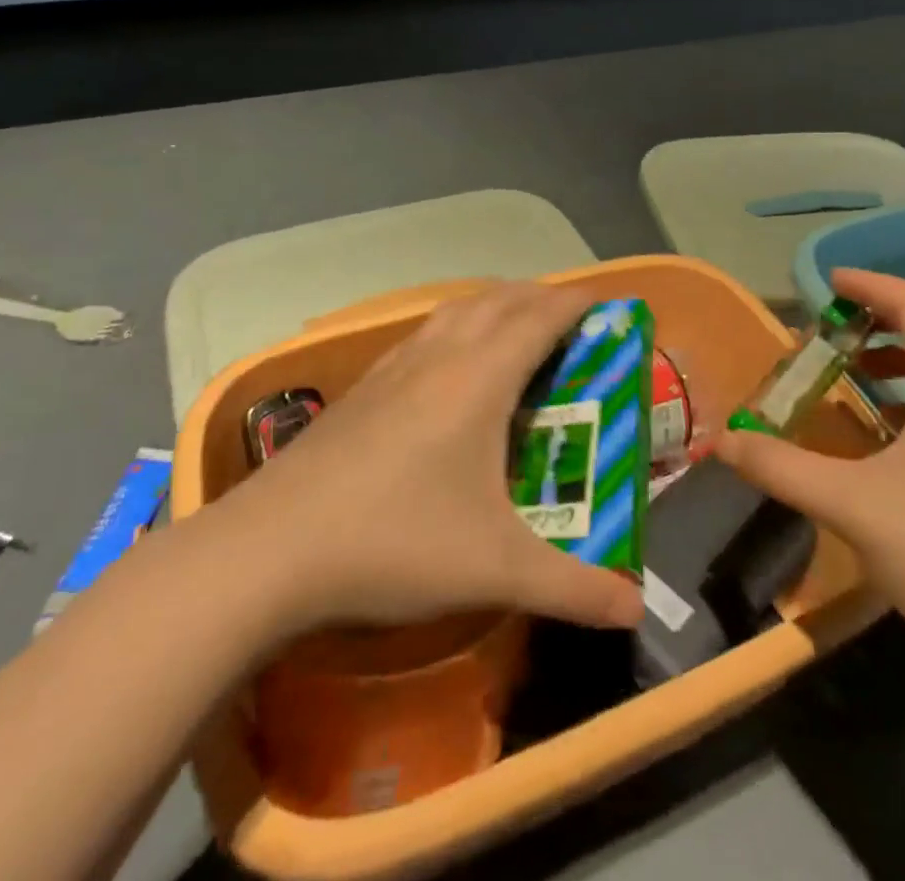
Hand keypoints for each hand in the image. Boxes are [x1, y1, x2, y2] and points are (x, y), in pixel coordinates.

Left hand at [211, 281, 645, 635]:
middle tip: (571, 320)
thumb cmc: (395, 542)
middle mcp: (440, 355)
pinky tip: (447, 364)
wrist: (268, 550)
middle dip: (541, 297)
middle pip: (499, 300)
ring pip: (456, 310)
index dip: (577, 303)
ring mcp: (394, 367)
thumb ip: (572, 588)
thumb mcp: (495, 569)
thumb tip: (636, 608)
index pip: (540, 317)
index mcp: (480, 377)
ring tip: (516, 328)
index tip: (608, 305)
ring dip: (495, 305)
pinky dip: (456, 326)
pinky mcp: (362, 388)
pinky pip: (424, 333)